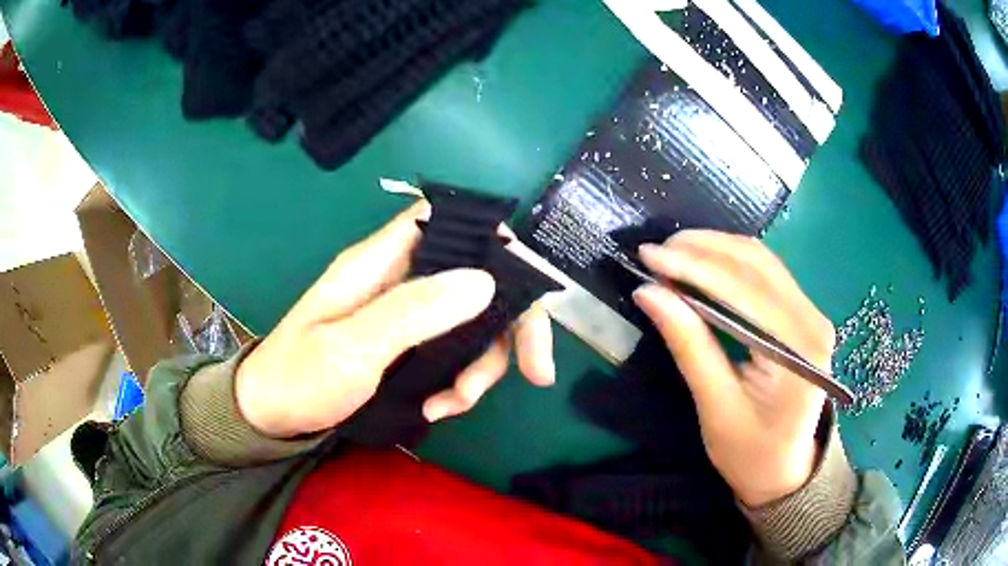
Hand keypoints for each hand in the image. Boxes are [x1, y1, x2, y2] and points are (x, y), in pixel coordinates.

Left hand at [235, 201, 554, 438]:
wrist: (270, 415)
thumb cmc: (299, 376)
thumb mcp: (351, 347)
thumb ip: (413, 312)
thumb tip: (485, 280)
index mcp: (381, 261)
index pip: (447, 220)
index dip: (493, 238)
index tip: (525, 285)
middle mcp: (400, 279)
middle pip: (477, 279)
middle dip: (511, 325)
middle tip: (536, 372)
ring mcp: (406, 315)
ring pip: (472, 323)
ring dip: (480, 366)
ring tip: (454, 405)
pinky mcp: (407, 345)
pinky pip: (453, 353)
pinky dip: (458, 382)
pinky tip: (440, 408)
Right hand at [632, 231, 834, 507]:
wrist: (786, 471)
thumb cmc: (751, 453)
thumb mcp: (716, 408)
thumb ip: (689, 346)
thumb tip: (649, 293)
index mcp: (798, 350)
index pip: (744, 290)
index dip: (694, 267)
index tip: (649, 256)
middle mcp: (812, 321)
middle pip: (756, 264)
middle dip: (703, 250)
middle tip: (655, 252)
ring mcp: (811, 314)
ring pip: (761, 262)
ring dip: (716, 250)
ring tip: (673, 253)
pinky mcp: (803, 315)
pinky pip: (766, 274)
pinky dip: (730, 263)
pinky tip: (703, 264)